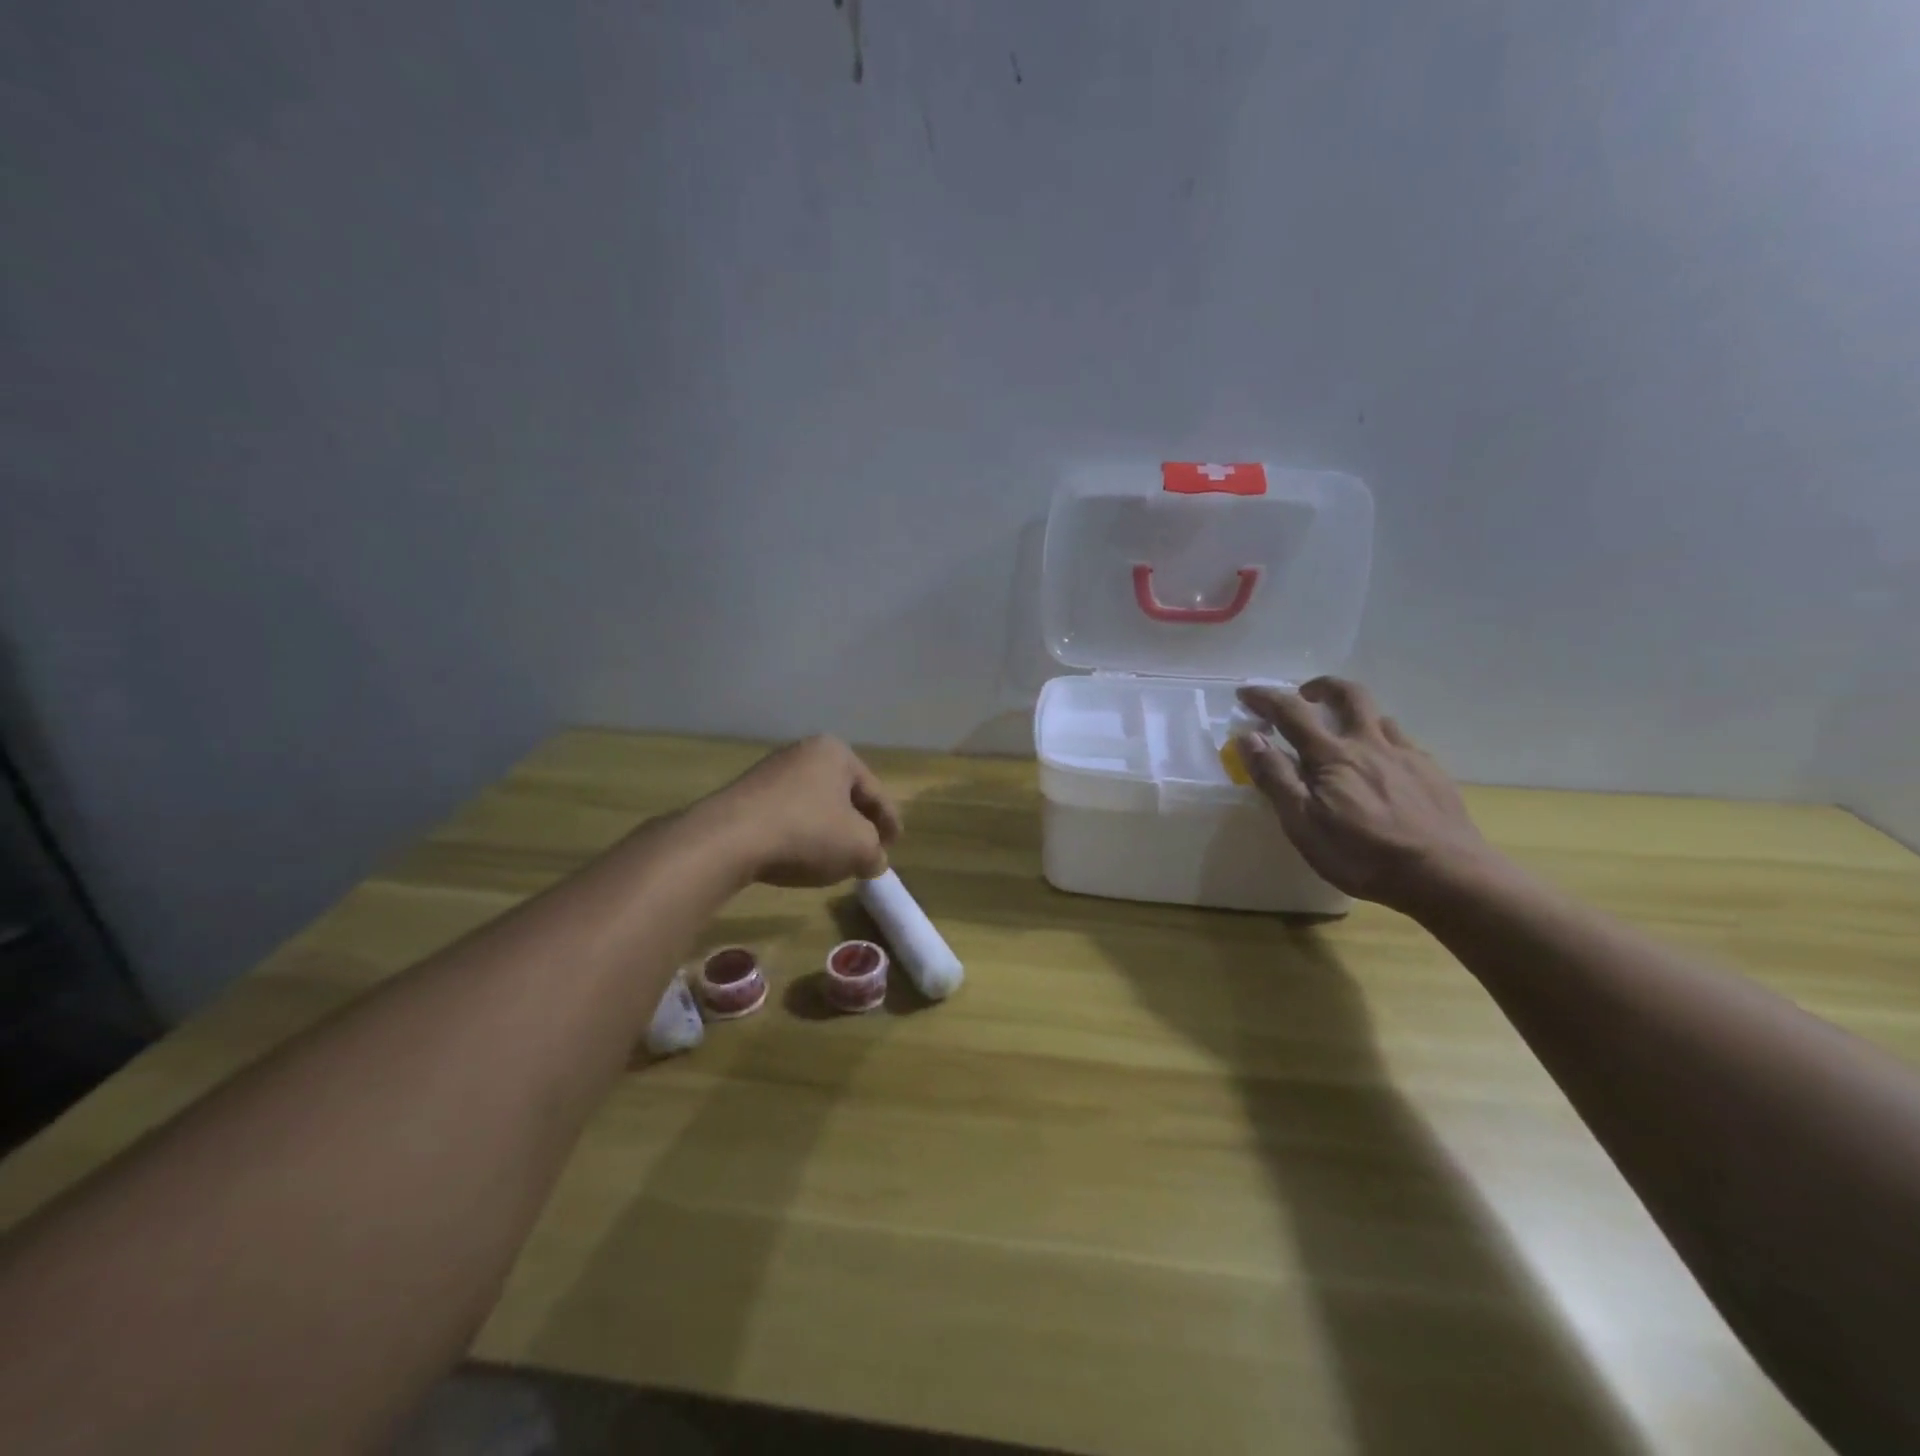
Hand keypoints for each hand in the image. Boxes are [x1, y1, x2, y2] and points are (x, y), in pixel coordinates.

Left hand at [700, 736, 902, 887]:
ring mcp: (771, 772)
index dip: (890, 821)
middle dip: (857, 823)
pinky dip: (800, 834)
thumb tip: (874, 859)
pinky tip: (800, 857)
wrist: (729, 839)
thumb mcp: (858, 847)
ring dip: (828, 830)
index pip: (874, 790)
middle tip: (868, 850)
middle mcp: (803, 753)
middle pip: (843, 794)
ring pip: (814, 805)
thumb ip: (875, 851)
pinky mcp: (746, 796)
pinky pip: (787, 815)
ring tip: (835, 858)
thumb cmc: (807, 832)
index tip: (895, 845)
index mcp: (836, 752)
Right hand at [1234, 678, 1497, 911]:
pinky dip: (1384, 743)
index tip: (1245, 692)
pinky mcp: (1433, 774)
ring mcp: (1407, 756)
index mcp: (1332, 756)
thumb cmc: (1362, 854)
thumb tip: (1248, 737)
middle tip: (1306, 695)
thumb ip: (1275, 777)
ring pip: (1380, 718)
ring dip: (1356, 715)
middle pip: (1349, 696)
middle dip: (1323, 687)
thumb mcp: (1302, 823)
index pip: (1291, 713)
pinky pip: (1404, 744)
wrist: (1447, 875)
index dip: (1266, 698)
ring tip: (1345, 735)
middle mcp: (1370, 744)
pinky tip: (1384, 768)